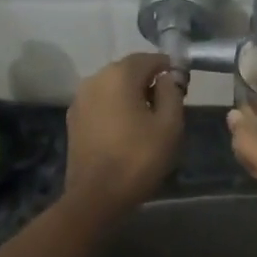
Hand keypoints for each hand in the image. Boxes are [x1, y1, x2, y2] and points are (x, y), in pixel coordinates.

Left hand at [65, 53, 184, 207]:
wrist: (95, 197)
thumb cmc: (138, 158)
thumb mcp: (170, 124)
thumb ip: (172, 92)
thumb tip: (167, 77)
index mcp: (120, 75)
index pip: (150, 59)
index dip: (169, 68)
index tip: (182, 85)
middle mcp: (95, 79)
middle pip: (129, 70)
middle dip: (149, 80)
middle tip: (168, 103)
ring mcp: (80, 99)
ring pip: (113, 86)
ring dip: (131, 94)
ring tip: (147, 118)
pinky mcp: (73, 119)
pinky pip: (101, 102)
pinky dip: (115, 107)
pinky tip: (126, 128)